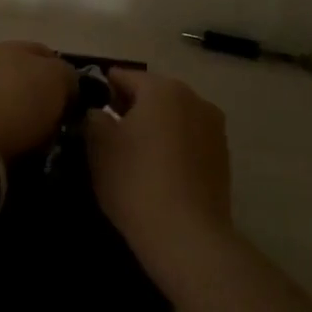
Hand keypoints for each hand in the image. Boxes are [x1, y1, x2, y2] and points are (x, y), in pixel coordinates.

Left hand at [0, 41, 78, 160]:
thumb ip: (65, 74)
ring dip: (18, 109)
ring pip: (6, 94)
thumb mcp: (56, 81)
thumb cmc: (17, 106)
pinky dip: (0, 124)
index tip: (72, 104)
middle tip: (53, 119)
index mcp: (14, 45)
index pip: (47, 55)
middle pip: (24, 74)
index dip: (64, 77)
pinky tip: (5, 138)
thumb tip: (64, 82)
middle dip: (39, 92)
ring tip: (30, 134)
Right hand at [85, 69, 232, 275]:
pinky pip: (189, 139)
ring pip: (174, 116)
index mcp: (162, 88)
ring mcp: (214, 127)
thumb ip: (93, 117)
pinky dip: (173, 145)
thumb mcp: (98, 145)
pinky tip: (159, 170)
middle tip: (107, 132)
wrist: (186, 236)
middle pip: (153, 94)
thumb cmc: (135, 181)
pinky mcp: (223, 156)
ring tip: (134, 153)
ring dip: (154, 126)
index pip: (124, 76)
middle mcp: (194, 98)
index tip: (88, 107)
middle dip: (130, 107)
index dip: (103, 89)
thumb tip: (99, 112)